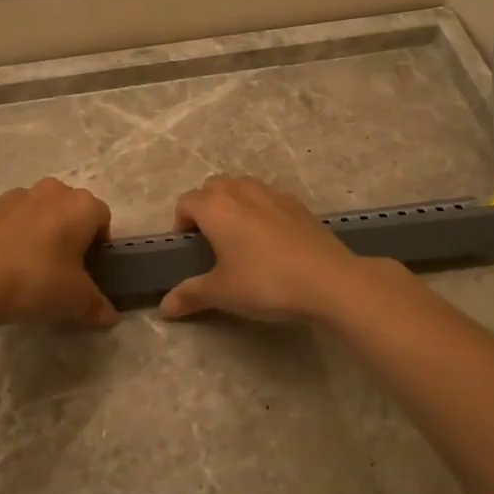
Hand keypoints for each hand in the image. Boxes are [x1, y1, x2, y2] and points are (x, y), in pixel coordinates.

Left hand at [0, 178, 117, 326]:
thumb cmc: (36, 280)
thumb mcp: (75, 301)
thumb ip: (98, 306)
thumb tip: (111, 317)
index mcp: (81, 205)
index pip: (103, 219)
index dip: (99, 246)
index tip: (88, 271)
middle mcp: (53, 191)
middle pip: (71, 211)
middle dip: (70, 235)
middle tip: (63, 270)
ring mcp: (17, 195)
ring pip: (41, 212)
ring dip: (42, 232)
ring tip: (30, 268)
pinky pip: (13, 219)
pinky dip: (14, 235)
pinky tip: (5, 264)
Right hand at [160, 176, 368, 323]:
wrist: (328, 280)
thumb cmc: (264, 283)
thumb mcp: (222, 293)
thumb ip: (191, 295)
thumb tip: (165, 307)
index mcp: (216, 207)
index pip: (185, 202)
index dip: (181, 224)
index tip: (188, 251)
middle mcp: (242, 190)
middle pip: (213, 187)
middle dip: (206, 207)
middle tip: (211, 242)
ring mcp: (273, 194)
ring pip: (243, 187)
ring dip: (234, 204)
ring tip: (240, 239)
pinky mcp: (299, 205)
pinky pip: (269, 199)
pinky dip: (261, 211)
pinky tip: (272, 242)